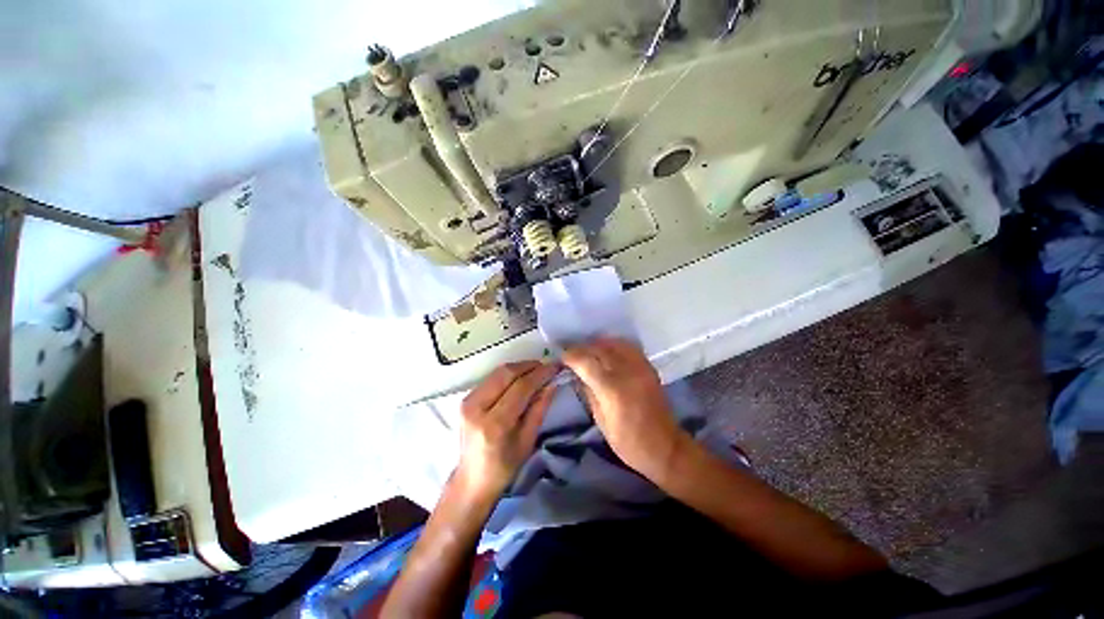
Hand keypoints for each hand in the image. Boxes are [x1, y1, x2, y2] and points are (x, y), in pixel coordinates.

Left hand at [456, 361, 558, 495]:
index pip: (520, 388)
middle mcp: (477, 407)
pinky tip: (520, 377)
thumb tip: (551, 384)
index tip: (555, 367)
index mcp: (494, 424)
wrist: (471, 481)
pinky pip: (491, 378)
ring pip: (497, 372)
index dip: (540, 374)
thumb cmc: (504, 467)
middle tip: (546, 366)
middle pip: (506, 373)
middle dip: (529, 366)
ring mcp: (467, 401)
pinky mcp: (464, 399)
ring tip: (536, 370)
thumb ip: (539, 409)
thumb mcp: (527, 441)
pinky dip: (508, 374)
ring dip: (519, 367)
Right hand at [562, 337, 686, 478]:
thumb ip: (588, 392)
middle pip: (599, 348)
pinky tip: (606, 352)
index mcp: (612, 389)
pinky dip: (614, 345)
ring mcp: (640, 367)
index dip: (571, 356)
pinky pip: (628, 347)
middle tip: (572, 354)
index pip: (586, 362)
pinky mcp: (649, 367)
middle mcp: (627, 372)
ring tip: (588, 351)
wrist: (665, 447)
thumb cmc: (628, 442)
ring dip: (598, 344)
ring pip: (614, 343)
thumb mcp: (601, 420)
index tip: (561, 357)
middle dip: (582, 348)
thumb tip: (576, 374)